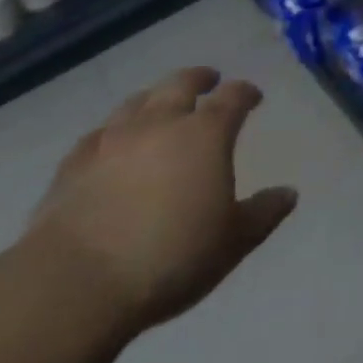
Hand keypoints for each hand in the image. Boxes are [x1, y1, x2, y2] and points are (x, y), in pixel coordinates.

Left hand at [23, 68, 296, 332]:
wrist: (75, 284)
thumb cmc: (170, 257)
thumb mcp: (232, 242)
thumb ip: (263, 213)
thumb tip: (289, 194)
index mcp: (206, 133)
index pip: (233, 97)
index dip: (246, 93)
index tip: (254, 97)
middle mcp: (161, 123)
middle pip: (181, 83)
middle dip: (200, 78)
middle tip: (209, 80)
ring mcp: (112, 140)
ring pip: (137, 102)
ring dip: (154, 98)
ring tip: (160, 104)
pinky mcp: (73, 165)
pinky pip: (97, 135)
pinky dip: (112, 132)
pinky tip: (110, 142)